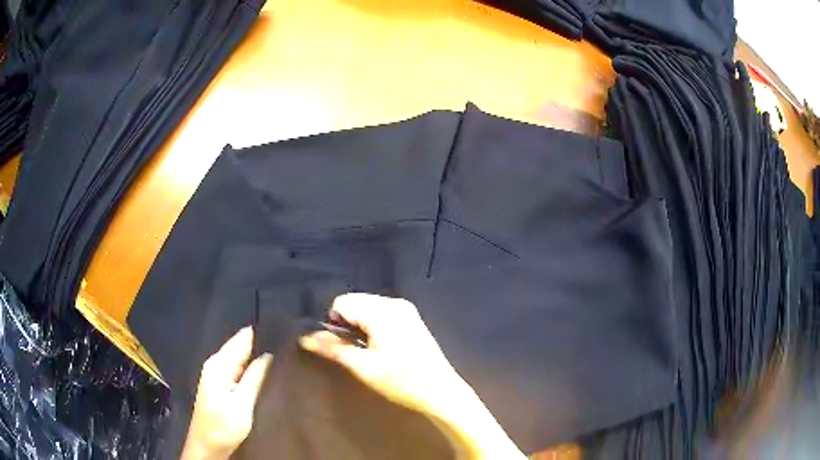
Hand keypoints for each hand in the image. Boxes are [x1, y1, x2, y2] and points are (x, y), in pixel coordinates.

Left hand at [181, 327, 272, 459]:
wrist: (207, 446)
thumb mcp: (242, 403)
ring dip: (258, 359)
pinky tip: (267, 374)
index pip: (242, 339)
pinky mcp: (221, 387)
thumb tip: (269, 354)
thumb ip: (255, 377)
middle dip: (262, 347)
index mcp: (219, 364)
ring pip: (241, 360)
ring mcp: (217, 376)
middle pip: (241, 348)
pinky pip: (239, 371)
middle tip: (289, 347)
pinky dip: (252, 371)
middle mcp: (216, 364)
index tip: (284, 332)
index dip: (261, 334)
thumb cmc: (223, 426)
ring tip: (283, 358)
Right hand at [299, 293, 525, 459]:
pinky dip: (373, 325)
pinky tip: (381, 347)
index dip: (334, 323)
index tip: (341, 346)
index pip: (342, 302)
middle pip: (355, 301)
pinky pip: (382, 312)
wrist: (440, 391)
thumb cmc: (400, 381)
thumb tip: (304, 337)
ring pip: (368, 307)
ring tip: (368, 351)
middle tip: (355, 350)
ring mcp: (406, 309)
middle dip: (347, 323)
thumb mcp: (362, 366)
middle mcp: (395, 303)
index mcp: (382, 311)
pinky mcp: (412, 318)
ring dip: (360, 325)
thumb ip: (332, 348)